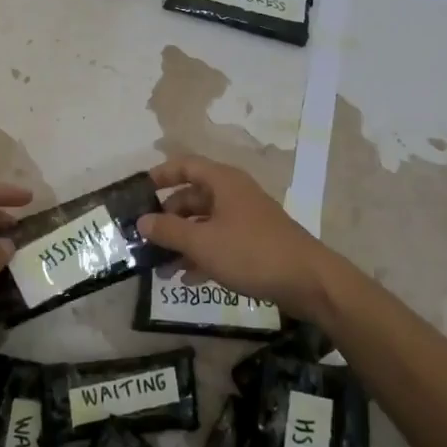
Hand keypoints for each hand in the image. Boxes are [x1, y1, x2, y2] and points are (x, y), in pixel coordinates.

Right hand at [137, 156, 343, 322]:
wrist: (308, 280)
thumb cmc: (251, 252)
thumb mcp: (203, 242)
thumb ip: (169, 230)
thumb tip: (142, 220)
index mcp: (223, 182)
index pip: (186, 165)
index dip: (161, 174)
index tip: (139, 190)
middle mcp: (234, 194)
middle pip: (193, 196)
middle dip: (168, 217)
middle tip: (145, 237)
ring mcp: (246, 219)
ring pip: (205, 223)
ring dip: (182, 241)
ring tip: (159, 267)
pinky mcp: (254, 243)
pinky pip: (219, 243)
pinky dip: (201, 256)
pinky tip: (185, 278)